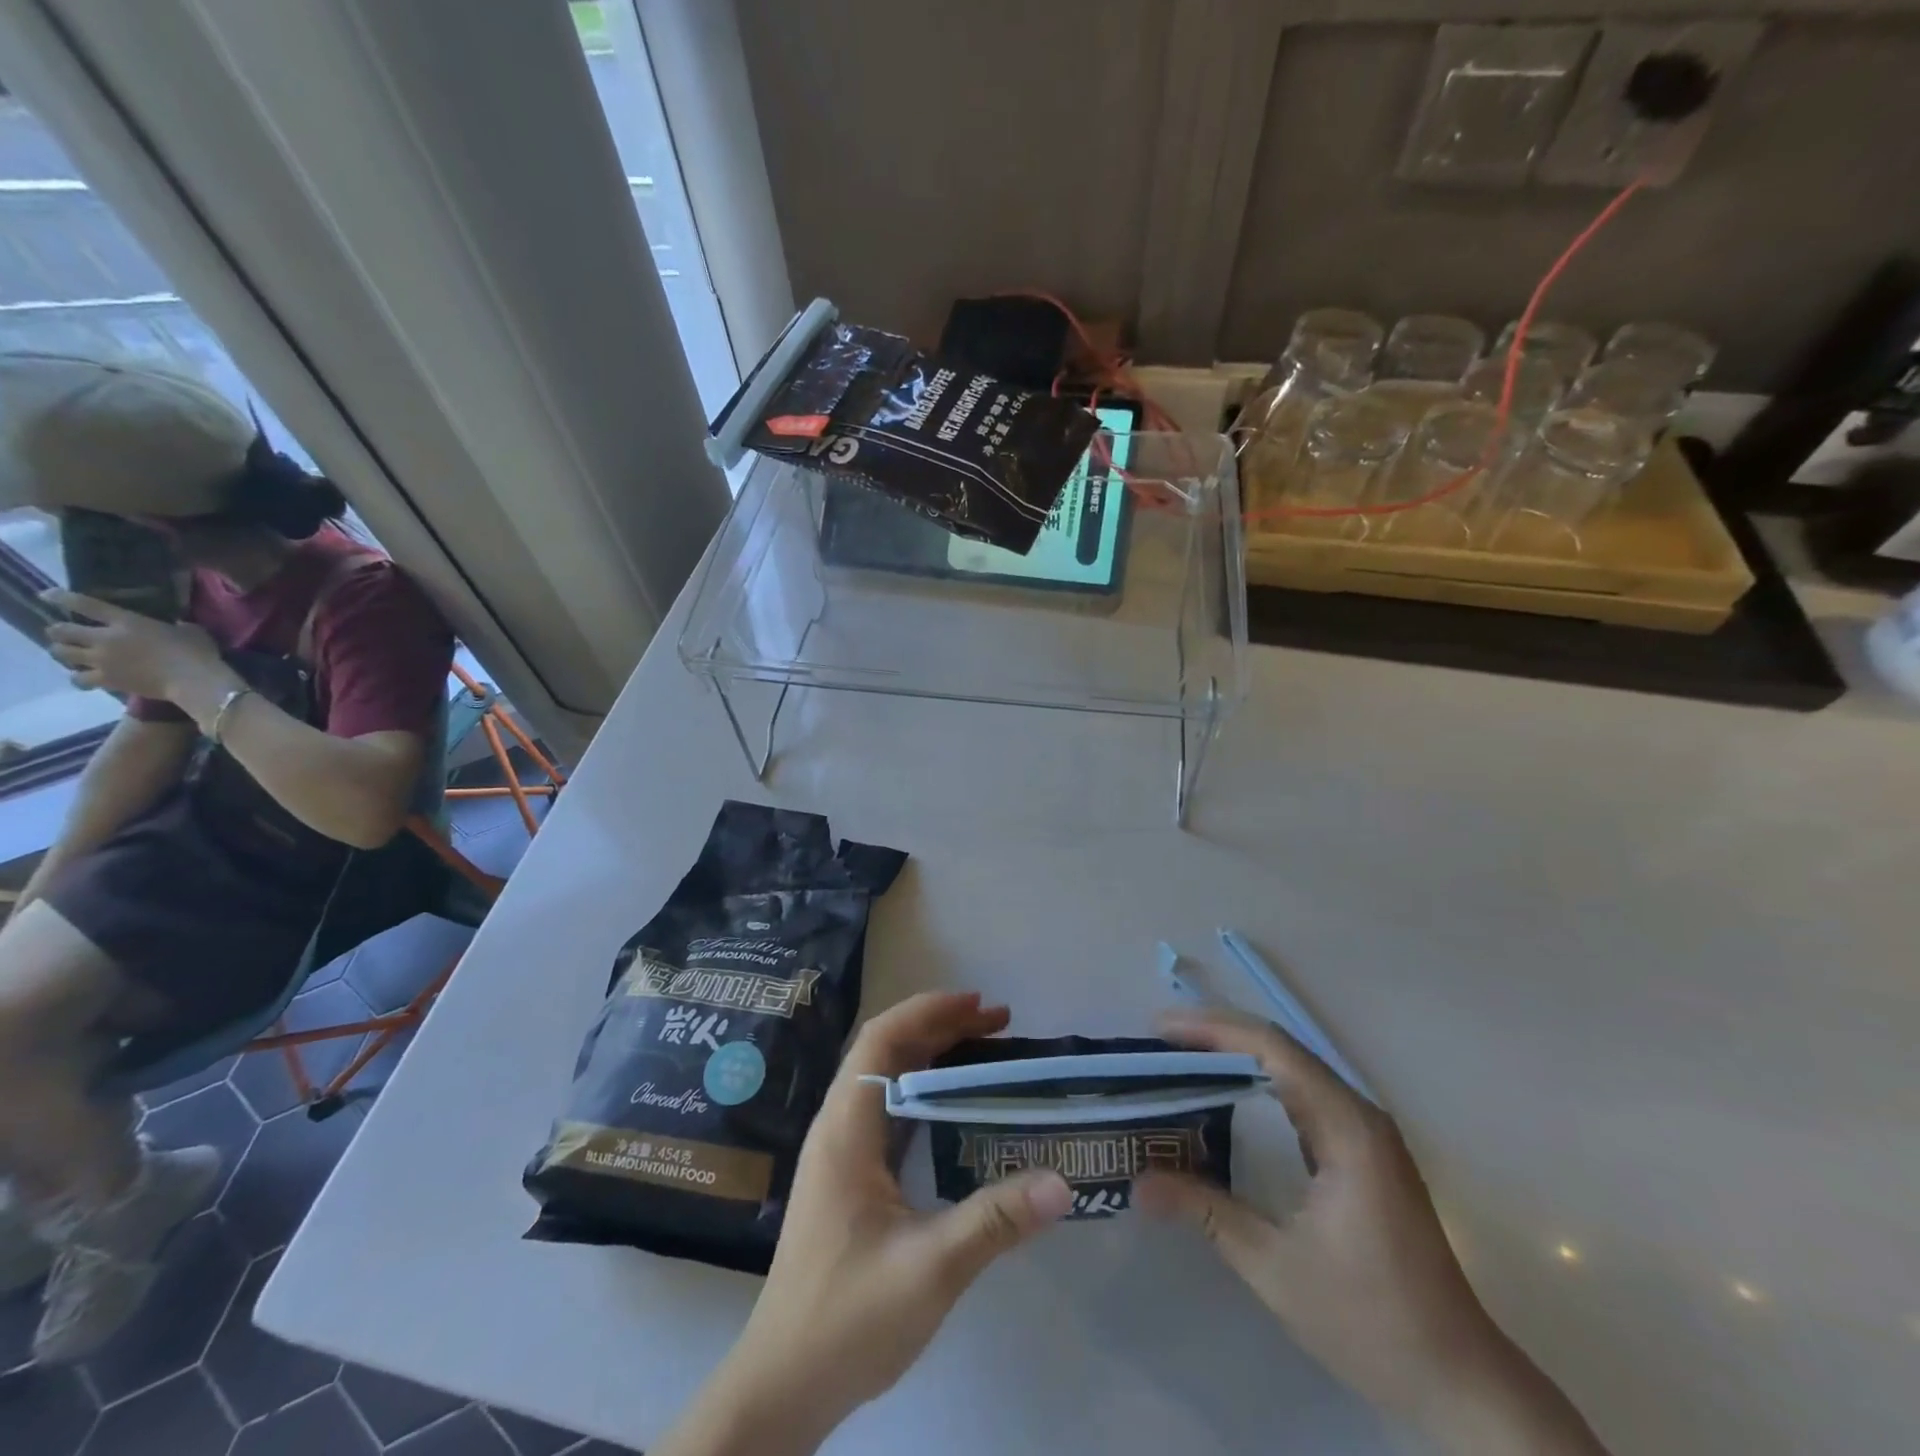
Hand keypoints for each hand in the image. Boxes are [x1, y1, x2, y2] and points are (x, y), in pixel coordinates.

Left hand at [41, 590, 231, 704]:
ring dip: (64, 652)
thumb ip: (175, 627)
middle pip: (61, 631)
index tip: (45, 595)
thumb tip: (175, 626)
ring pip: (61, 654)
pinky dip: (79, 678)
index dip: (60, 597)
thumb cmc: (198, 652)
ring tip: (71, 655)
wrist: (195, 681)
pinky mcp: (107, 680)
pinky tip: (85, 678)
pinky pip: (79, 679)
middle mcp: (105, 638)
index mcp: (126, 622)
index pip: (84, 604)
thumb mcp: (191, 631)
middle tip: (65, 634)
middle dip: (58, 631)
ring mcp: (102, 661)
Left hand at [661, 992, 1071, 1455]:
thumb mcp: (930, 1269)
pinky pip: (890, 1110)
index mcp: (846, 1129)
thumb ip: (995, 1220)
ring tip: (986, 1050)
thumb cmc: (847, 1319)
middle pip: (886, 1050)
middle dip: (940, 1026)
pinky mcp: (849, 1176)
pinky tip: (958, 1107)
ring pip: (888, 1078)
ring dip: (933, 1056)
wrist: (783, 1384)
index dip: (928, 1011)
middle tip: (998, 1023)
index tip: (979, 1004)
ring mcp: (841, 1151)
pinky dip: (926, 1091)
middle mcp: (839, 1126)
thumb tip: (1063, 1182)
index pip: (881, 1040)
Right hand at [1136, 1009, 1608, 1455]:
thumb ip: (1206, 1212)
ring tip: (1179, 1061)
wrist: (1462, 1383)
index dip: (1211, 1030)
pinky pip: (1301, 1095)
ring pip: (1291, 1068)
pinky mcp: (1362, 1152)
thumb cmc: (1372, 1322)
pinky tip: (1224, 1099)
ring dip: (1235, 1057)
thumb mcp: (1276, 1268)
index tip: (1158, 1032)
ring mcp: (1364, 1132)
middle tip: (1158, 1045)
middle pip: (1279, 1049)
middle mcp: (1358, 1114)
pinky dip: (1256, 1084)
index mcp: (1346, 1128)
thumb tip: (1139, 1182)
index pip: (1271, 1049)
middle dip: (1215, 1037)